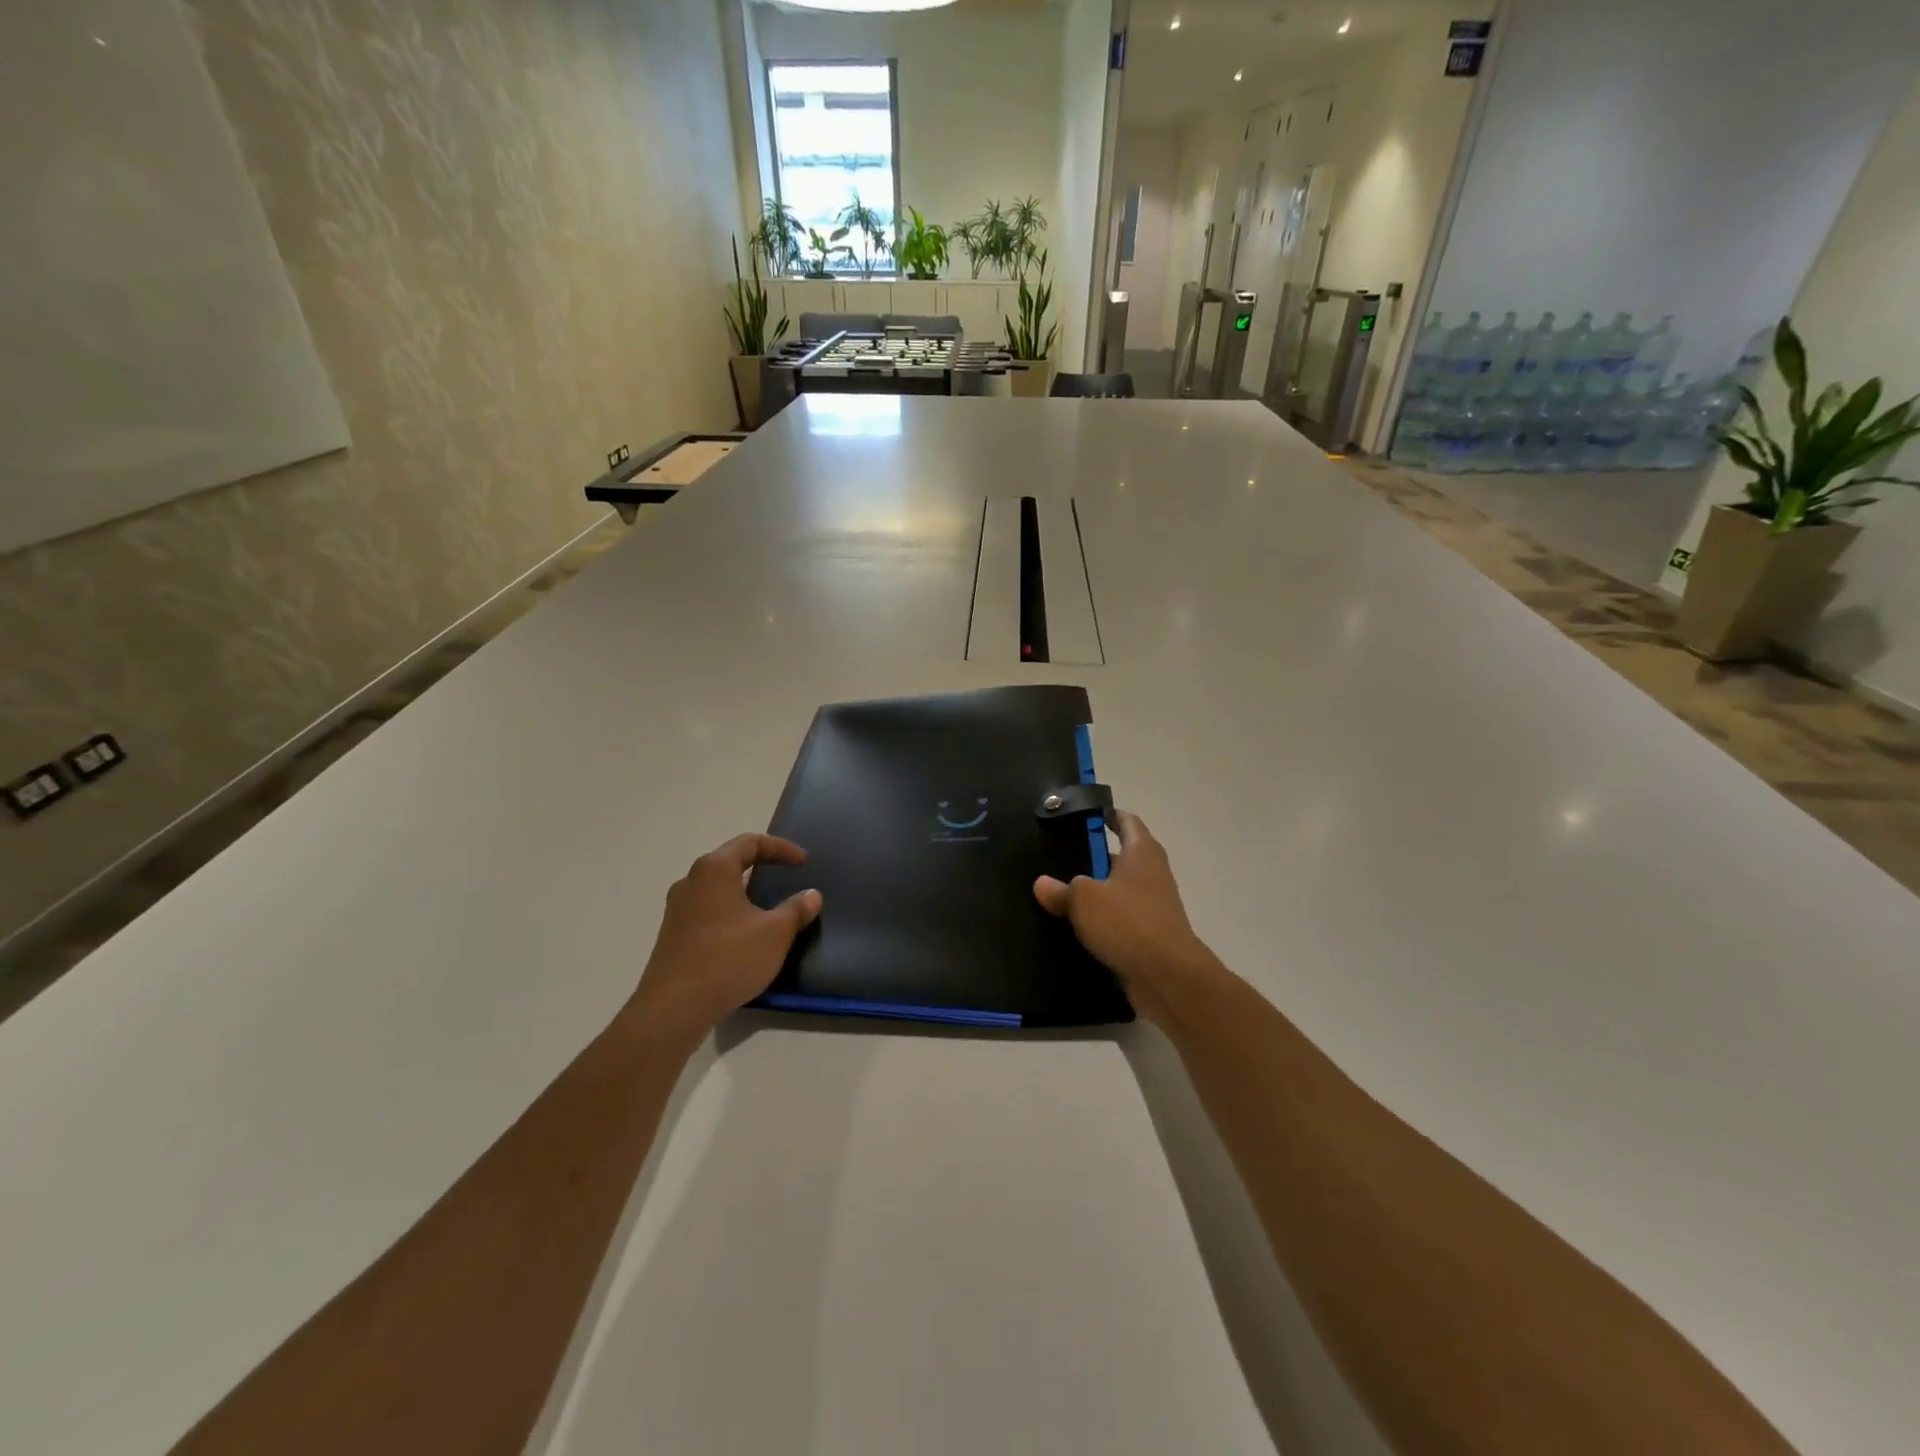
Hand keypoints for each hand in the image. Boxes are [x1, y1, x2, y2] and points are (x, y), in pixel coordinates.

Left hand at [628, 834, 821, 1048]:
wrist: (674, 1008)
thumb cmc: (728, 958)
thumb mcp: (775, 933)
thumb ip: (796, 909)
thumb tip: (811, 895)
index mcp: (714, 869)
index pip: (750, 843)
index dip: (781, 848)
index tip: (803, 862)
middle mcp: (691, 882)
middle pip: (730, 862)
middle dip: (761, 867)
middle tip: (786, 878)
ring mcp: (677, 910)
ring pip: (717, 889)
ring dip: (744, 894)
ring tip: (768, 908)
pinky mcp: (672, 936)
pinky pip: (708, 912)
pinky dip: (730, 914)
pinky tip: (745, 937)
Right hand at [1034, 810, 1217, 1024]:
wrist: (1167, 976)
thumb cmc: (1127, 922)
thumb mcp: (1084, 899)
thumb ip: (1061, 889)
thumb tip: (1042, 883)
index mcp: (1142, 852)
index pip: (1127, 822)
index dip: (1107, 815)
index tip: (1084, 815)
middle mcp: (1151, 874)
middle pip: (1121, 857)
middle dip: (1093, 858)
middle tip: (1058, 856)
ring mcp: (1153, 907)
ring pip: (1118, 892)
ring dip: (1095, 893)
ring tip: (1059, 893)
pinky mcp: (1149, 937)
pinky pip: (1119, 922)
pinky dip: (1101, 922)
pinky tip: (1074, 928)